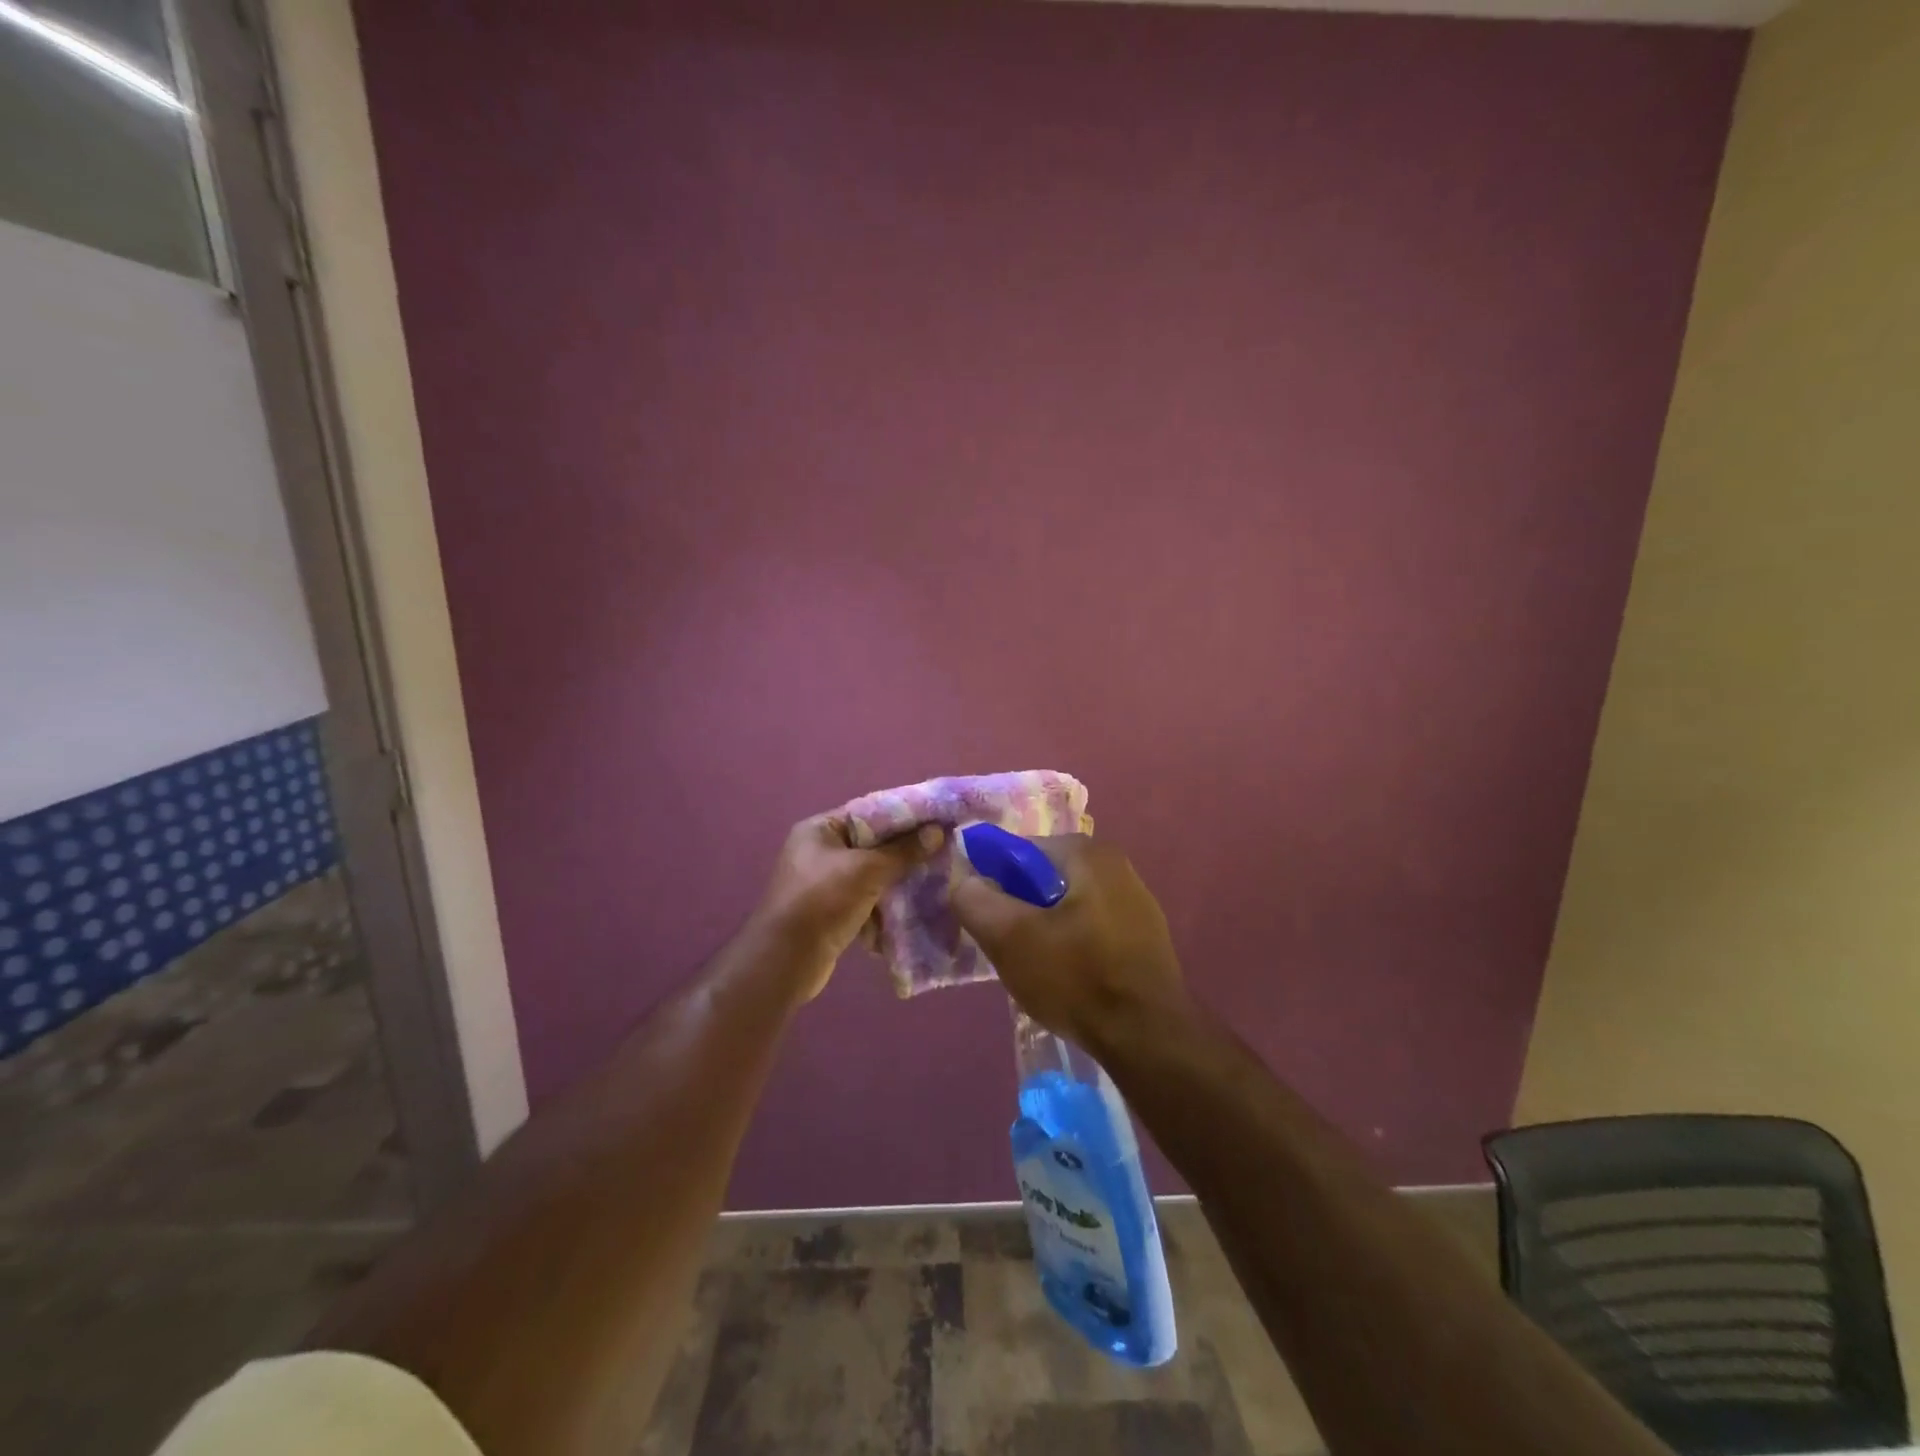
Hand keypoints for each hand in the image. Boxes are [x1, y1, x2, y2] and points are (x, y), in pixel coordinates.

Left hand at [755, 813, 943, 1001]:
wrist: (785, 961)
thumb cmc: (822, 901)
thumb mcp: (867, 869)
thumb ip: (904, 850)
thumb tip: (938, 831)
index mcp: (820, 829)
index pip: (869, 812)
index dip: (903, 816)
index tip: (937, 821)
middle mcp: (819, 851)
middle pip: (872, 844)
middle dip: (904, 852)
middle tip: (941, 853)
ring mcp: (824, 884)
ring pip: (872, 875)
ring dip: (897, 882)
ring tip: (933, 882)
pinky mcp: (831, 912)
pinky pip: (865, 901)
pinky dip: (884, 907)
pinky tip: (910, 912)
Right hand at [951, 834, 1187, 1051]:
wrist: (1149, 1038)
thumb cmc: (1076, 978)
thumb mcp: (1009, 938)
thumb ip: (974, 900)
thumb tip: (965, 881)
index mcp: (1086, 852)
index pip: (1018, 852)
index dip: (994, 884)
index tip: (989, 923)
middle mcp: (1115, 864)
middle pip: (1043, 879)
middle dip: (1020, 909)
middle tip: (1010, 949)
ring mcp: (1136, 900)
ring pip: (1066, 905)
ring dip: (1045, 929)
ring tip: (1038, 969)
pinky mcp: (1145, 934)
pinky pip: (1091, 927)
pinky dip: (1073, 944)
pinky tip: (1070, 978)